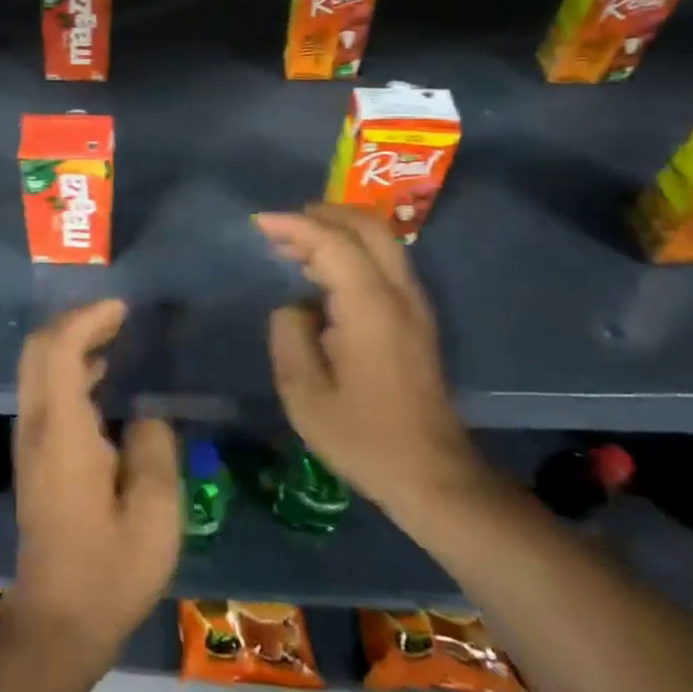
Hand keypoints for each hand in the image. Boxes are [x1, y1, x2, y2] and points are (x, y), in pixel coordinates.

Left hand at [11, 299, 181, 663]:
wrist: (57, 622)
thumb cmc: (110, 570)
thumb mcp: (155, 516)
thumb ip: (154, 450)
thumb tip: (145, 416)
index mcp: (62, 430)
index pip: (58, 349)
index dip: (87, 319)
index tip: (122, 309)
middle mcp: (36, 424)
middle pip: (38, 348)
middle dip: (75, 321)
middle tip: (117, 315)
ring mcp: (30, 439)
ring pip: (37, 367)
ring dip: (71, 342)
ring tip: (115, 336)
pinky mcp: (33, 454)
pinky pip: (44, 389)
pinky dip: (69, 368)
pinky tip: (102, 377)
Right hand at [256, 204, 489, 524]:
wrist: (434, 477)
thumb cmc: (364, 437)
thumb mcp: (304, 394)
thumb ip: (290, 335)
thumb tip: (295, 307)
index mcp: (370, 308)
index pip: (332, 243)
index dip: (293, 226)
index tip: (258, 223)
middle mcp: (399, 295)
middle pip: (367, 227)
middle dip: (322, 214)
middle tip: (281, 226)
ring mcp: (414, 306)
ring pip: (380, 242)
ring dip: (337, 231)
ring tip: (294, 246)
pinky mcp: (417, 320)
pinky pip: (384, 263)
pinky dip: (351, 251)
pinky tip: (322, 273)